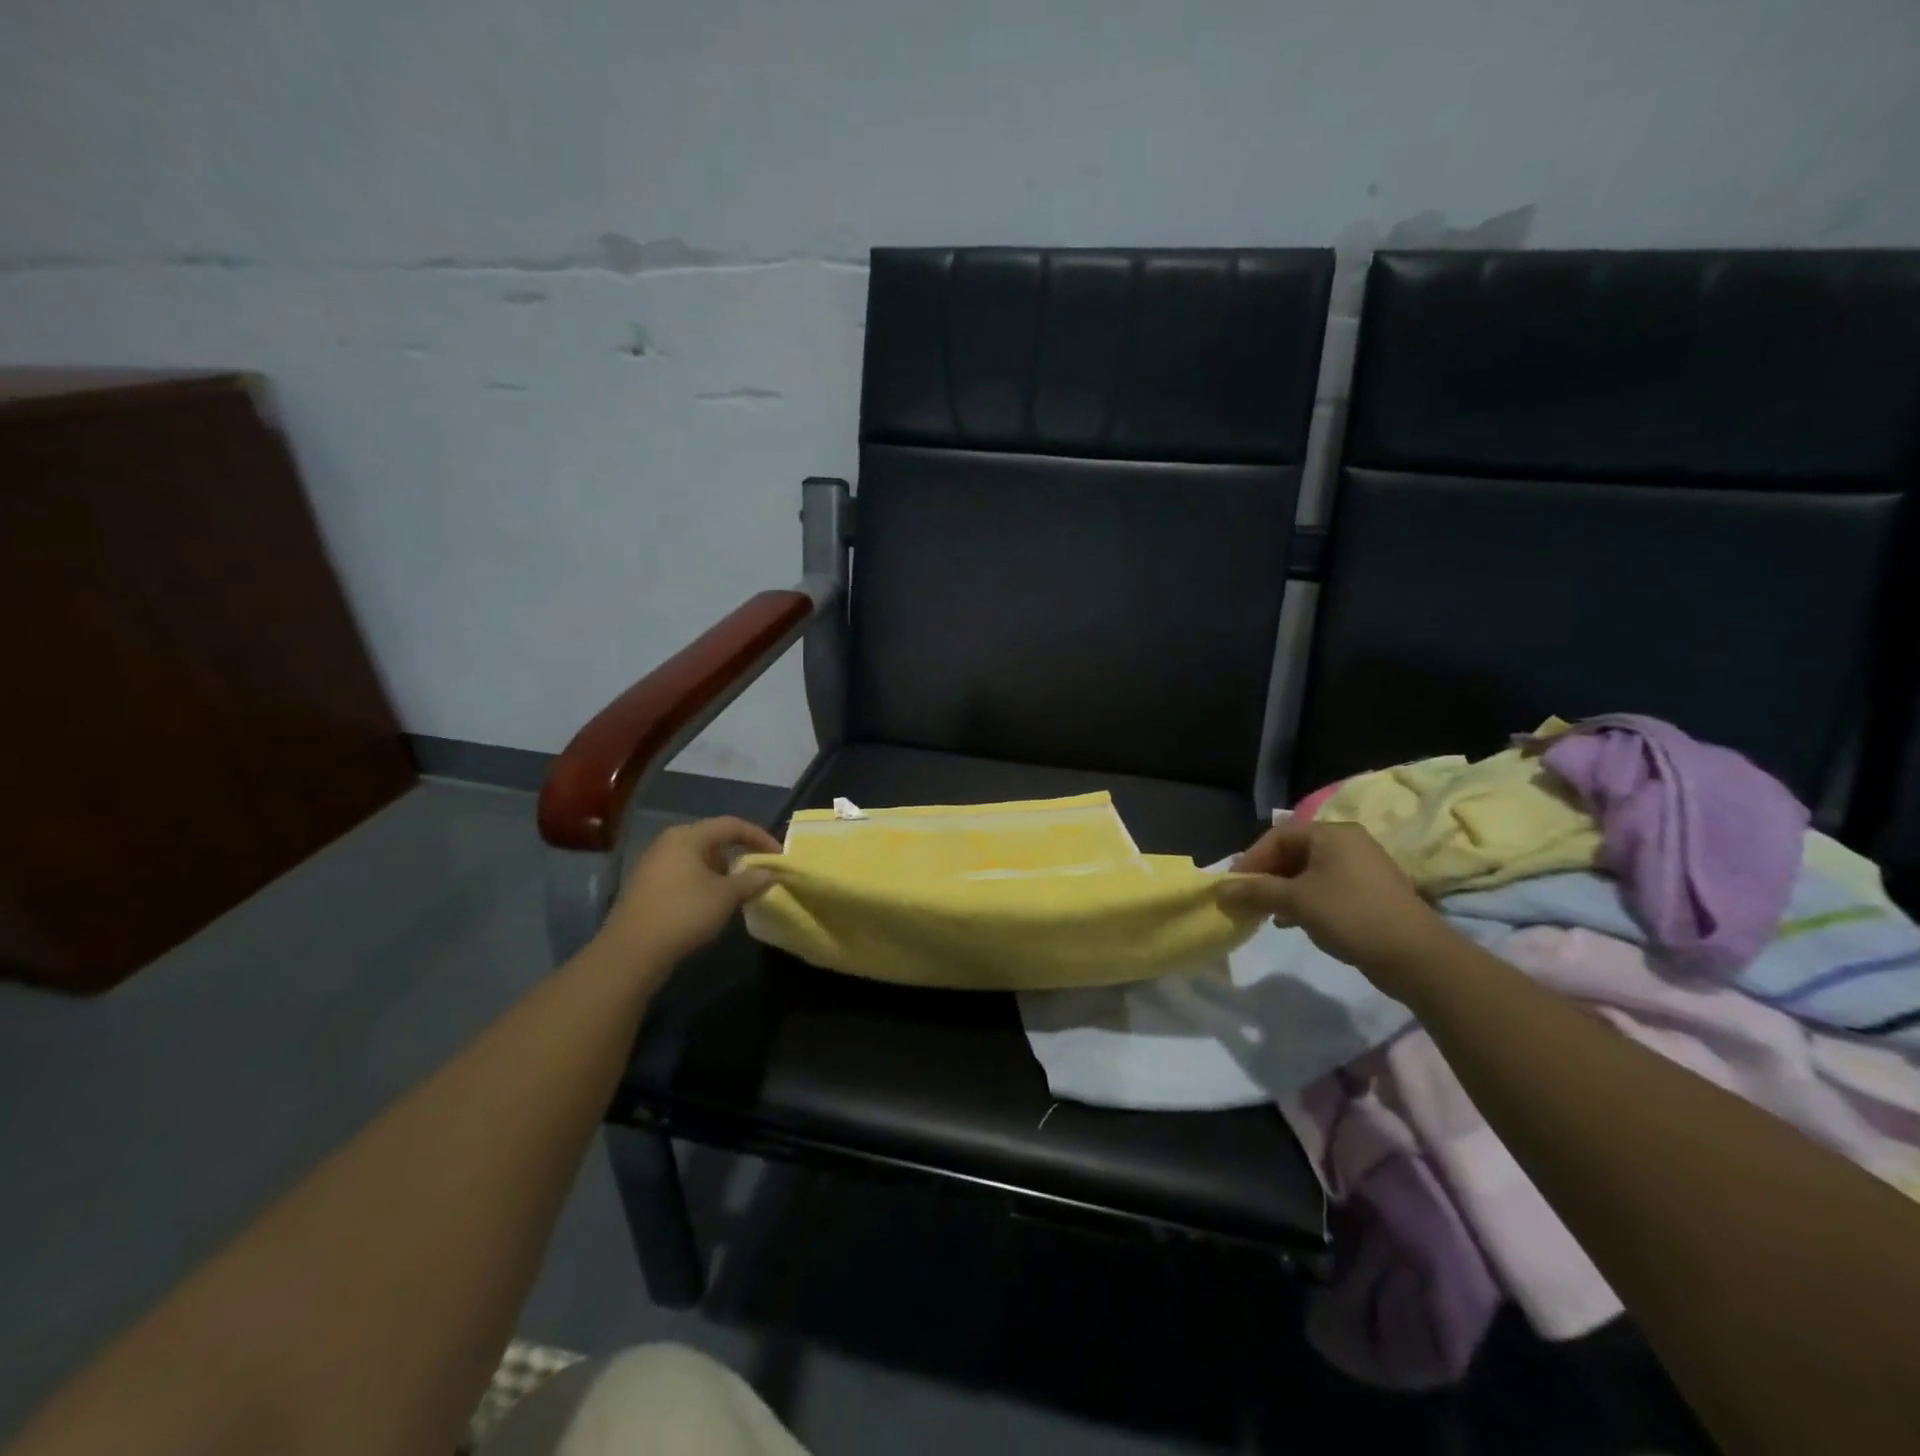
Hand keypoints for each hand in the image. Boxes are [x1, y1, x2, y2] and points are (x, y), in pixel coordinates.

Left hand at [597, 816, 781, 969]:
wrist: (632, 951)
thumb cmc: (684, 913)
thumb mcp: (726, 896)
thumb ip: (751, 880)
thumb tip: (770, 873)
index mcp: (688, 836)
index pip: (732, 825)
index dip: (759, 837)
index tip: (778, 856)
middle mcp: (669, 842)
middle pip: (714, 839)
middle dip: (740, 854)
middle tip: (759, 872)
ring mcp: (654, 863)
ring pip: (698, 858)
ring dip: (722, 871)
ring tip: (739, 891)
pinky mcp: (647, 884)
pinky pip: (684, 873)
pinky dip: (704, 881)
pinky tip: (712, 902)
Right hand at [1217, 818, 1448, 991]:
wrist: (1416, 956)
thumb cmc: (1350, 915)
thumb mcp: (1296, 901)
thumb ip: (1256, 891)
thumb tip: (1220, 889)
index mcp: (1331, 833)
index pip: (1277, 836)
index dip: (1251, 859)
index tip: (1233, 885)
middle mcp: (1347, 842)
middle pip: (1292, 852)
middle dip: (1266, 876)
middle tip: (1246, 899)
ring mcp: (1361, 867)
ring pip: (1307, 872)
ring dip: (1282, 890)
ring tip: (1266, 913)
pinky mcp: (1369, 892)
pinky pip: (1325, 887)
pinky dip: (1303, 899)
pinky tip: (1292, 921)